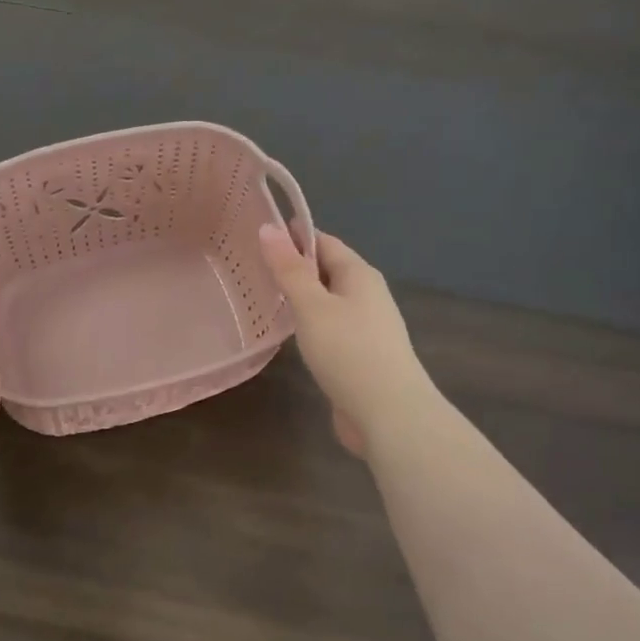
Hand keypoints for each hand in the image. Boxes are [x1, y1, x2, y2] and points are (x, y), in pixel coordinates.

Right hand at [257, 224, 430, 459]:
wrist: (389, 413)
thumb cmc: (349, 352)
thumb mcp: (312, 306)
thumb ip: (289, 269)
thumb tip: (268, 227)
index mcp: (359, 274)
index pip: (324, 242)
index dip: (293, 236)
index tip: (257, 234)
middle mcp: (366, 294)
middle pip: (326, 269)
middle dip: (294, 265)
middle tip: (251, 265)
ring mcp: (366, 326)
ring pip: (327, 300)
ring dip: (300, 296)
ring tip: (262, 295)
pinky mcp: (360, 354)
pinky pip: (330, 326)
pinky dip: (308, 322)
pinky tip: (288, 332)